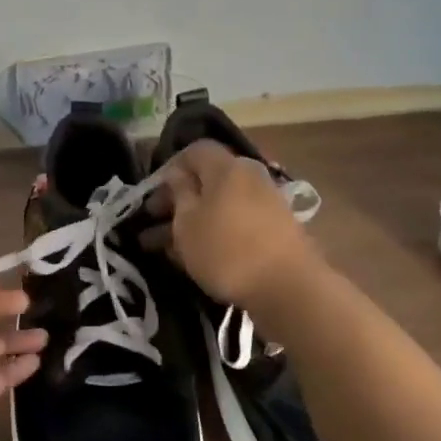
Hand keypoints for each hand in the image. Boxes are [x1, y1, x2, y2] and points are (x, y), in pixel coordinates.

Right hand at [140, 139, 320, 306]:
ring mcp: (266, 204)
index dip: (169, 168)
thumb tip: (177, 175)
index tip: (151, 194)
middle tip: (151, 222)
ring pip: (219, 205)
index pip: (194, 151)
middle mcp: (250, 177)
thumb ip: (179, 193)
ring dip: (192, 221)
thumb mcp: (187, 223)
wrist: (289, 289)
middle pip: (207, 179)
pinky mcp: (276, 230)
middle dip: (177, 200)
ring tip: (164, 247)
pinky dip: (214, 233)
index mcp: (227, 167)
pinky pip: (236, 223)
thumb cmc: (227, 250)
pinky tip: (195, 257)